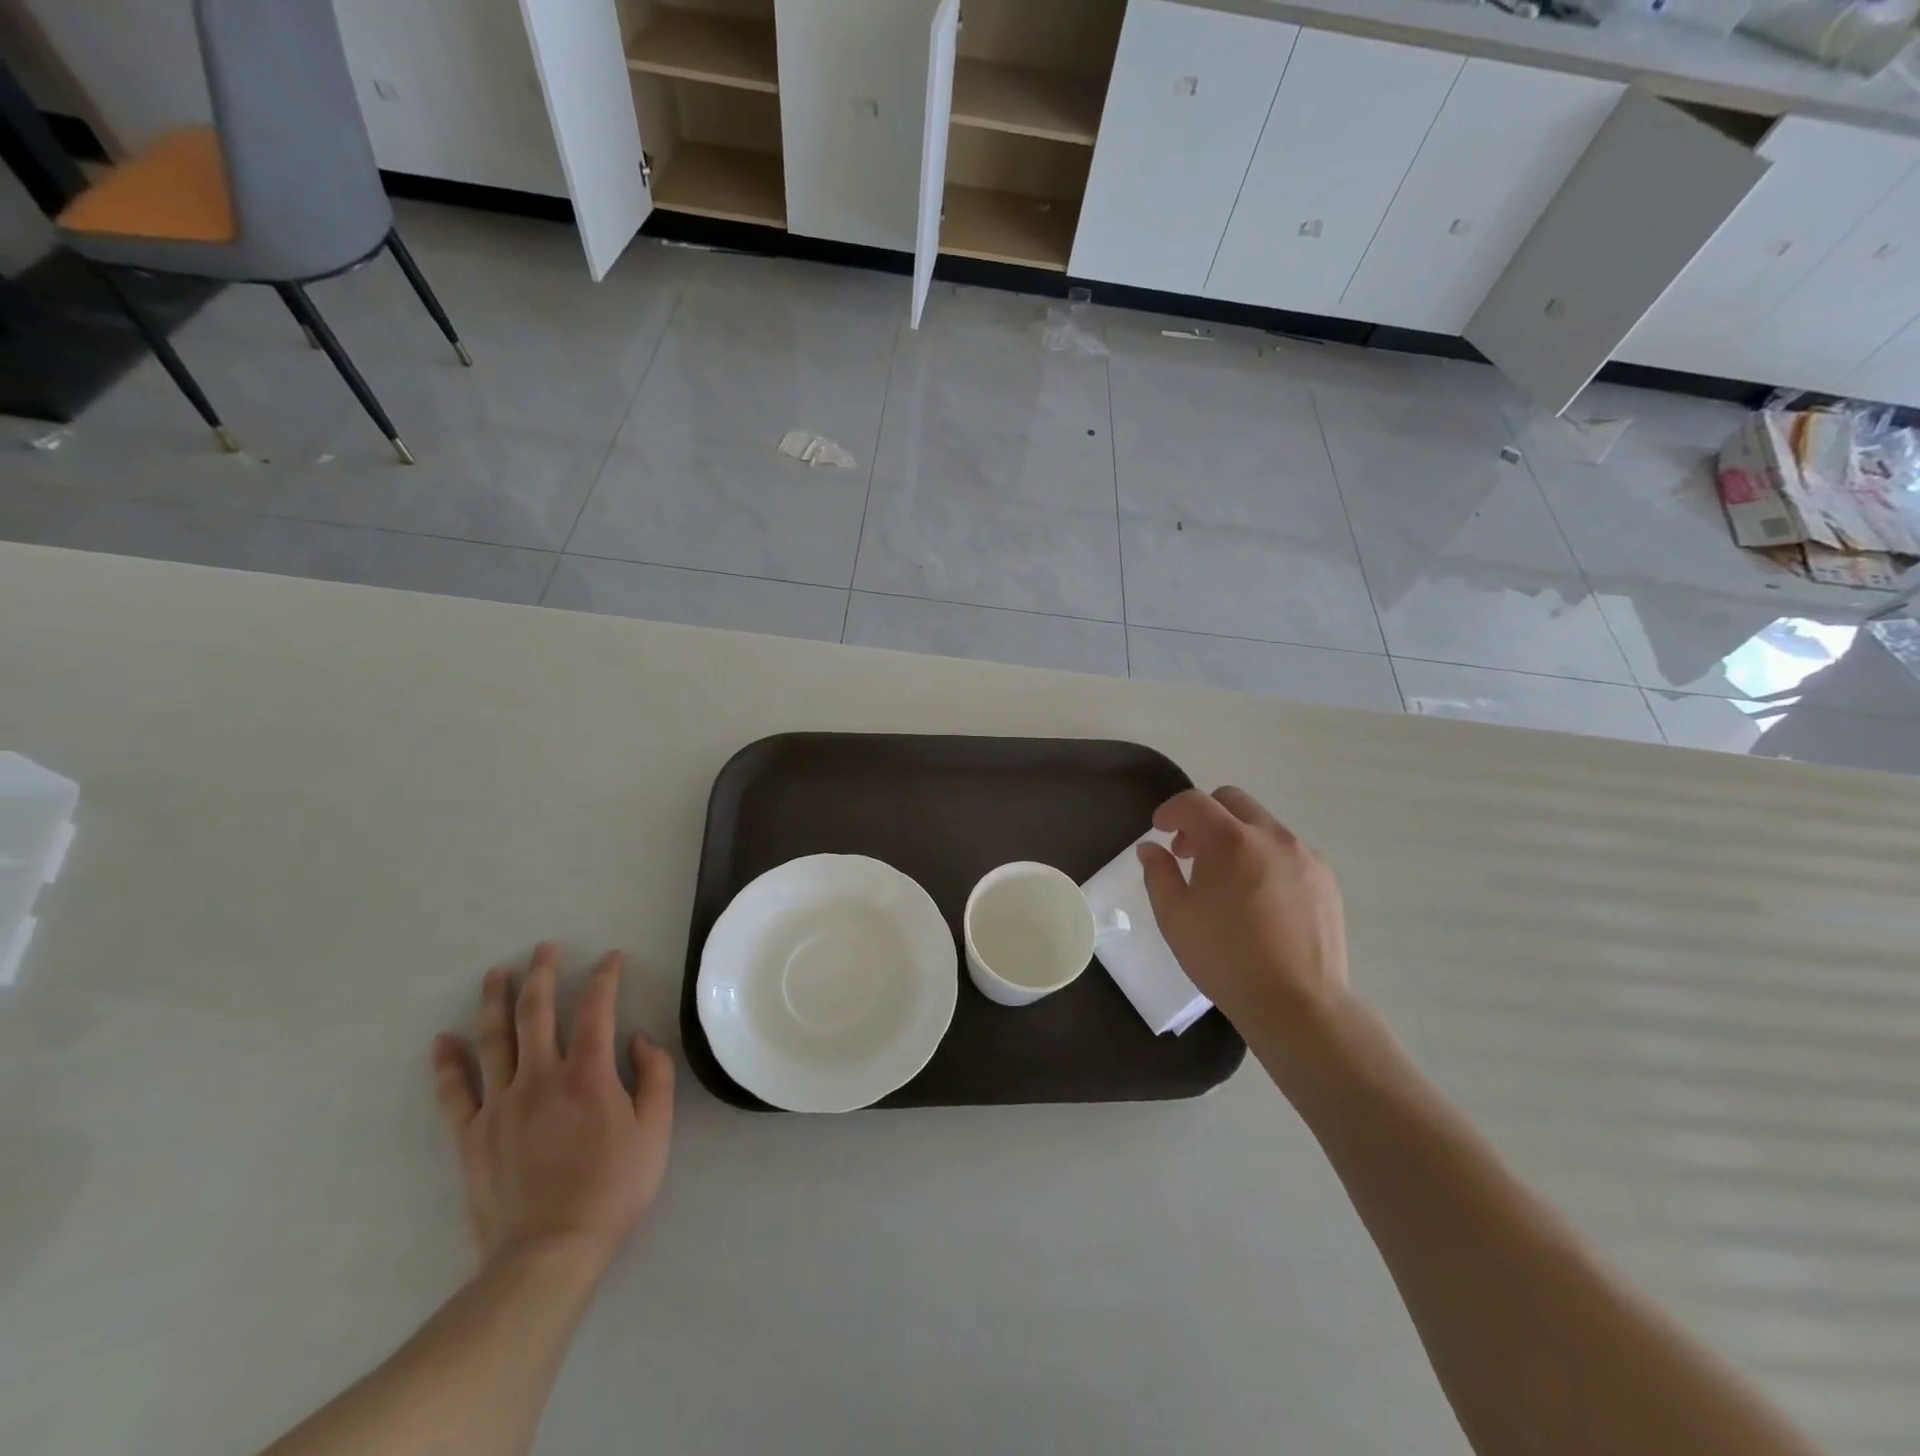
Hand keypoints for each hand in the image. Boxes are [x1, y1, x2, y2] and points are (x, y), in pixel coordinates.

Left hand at [431, 944, 674, 1276]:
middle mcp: (541, 1077)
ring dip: (495, 1002)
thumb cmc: (613, 1188)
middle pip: (537, 1012)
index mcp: (589, 1073)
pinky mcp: (471, 1136)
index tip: (610, 957)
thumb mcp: (656, 1130)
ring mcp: (500, 1105)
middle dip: (543, 974)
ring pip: (494, 1040)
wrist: (549, 1252)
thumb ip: (654, 1076)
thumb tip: (639, 1038)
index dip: (604, 977)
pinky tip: (442, 1041)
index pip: (597, 1008)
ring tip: (496, 973)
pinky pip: (454, 1092)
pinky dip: (447, 1064)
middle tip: (544, 948)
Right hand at [1138, 787, 1350, 1072]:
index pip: (1193, 802)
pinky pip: (1287, 850)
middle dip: (1204, 816)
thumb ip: (1158, 873)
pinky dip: (1264, 856)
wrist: (1297, 1004)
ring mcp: (1304, 855)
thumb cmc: (1225, 959)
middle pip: (1231, 801)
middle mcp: (1271, 836)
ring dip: (1236, 836)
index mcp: (1230, 841)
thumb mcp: (1175, 917)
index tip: (1160, 830)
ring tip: (1226, 879)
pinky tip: (1259, 897)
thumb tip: (1151, 849)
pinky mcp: (1326, 878)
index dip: (1170, 810)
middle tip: (1189, 852)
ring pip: (1262, 824)